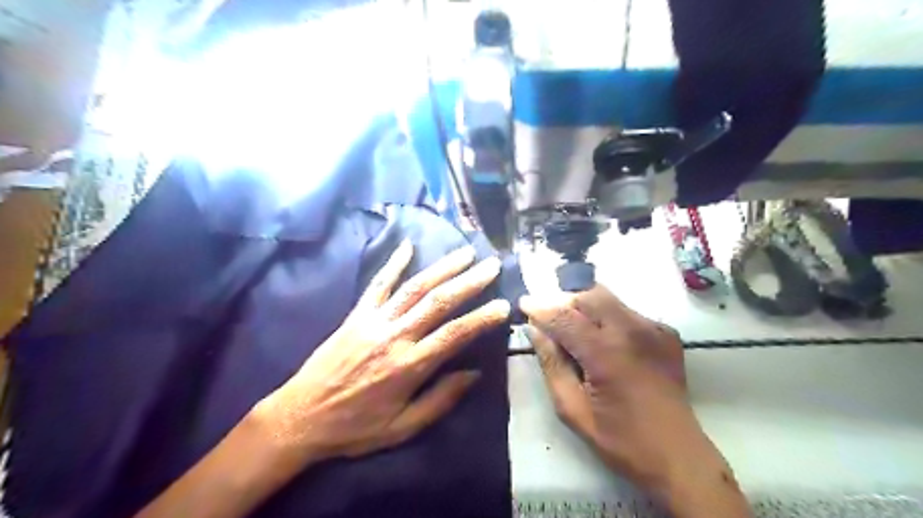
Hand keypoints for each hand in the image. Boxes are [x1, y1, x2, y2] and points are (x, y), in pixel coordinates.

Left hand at [255, 240, 508, 465]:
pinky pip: (377, 284)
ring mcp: (374, 321)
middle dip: (469, 281)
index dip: (482, 318)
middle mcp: (395, 336)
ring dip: (442, 267)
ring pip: (414, 287)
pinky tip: (407, 245)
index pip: (455, 334)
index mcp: (409, 366)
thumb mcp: (403, 428)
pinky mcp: (356, 315)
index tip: (504, 305)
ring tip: (465, 253)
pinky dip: (393, 263)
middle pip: (439, 302)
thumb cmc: (355, 428)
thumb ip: (440, 400)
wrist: (301, 417)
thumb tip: (474, 373)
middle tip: (492, 265)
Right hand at [522, 286, 743, 516]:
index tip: (523, 302)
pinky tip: (605, 341)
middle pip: (589, 295)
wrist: (678, 456)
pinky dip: (608, 317)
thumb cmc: (620, 439)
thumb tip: (535, 330)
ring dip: (585, 306)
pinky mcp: (666, 333)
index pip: (565, 316)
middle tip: (550, 319)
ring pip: (609, 298)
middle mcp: (632, 331)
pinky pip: (627, 311)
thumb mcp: (573, 409)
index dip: (540, 307)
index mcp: (606, 353)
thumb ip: (552, 364)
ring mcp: (653, 329)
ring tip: (574, 329)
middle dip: (564, 301)